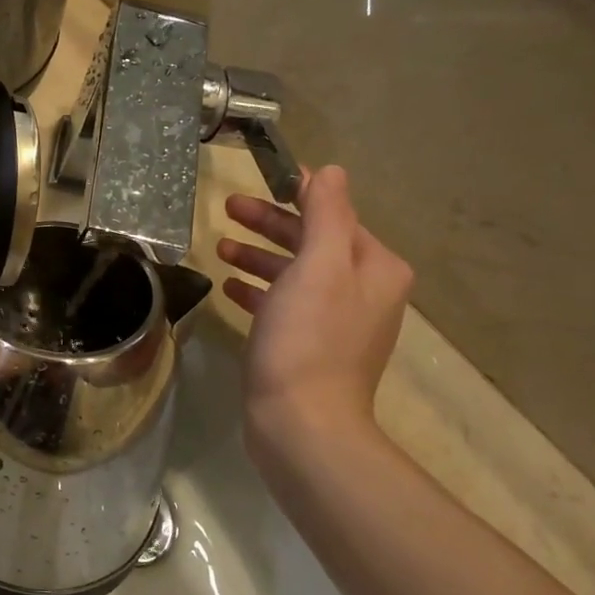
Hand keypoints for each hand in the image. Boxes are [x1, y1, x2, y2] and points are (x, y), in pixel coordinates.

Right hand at [217, 166, 412, 452]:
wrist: (302, 423)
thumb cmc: (308, 338)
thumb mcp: (318, 265)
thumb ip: (326, 214)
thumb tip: (329, 171)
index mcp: (374, 267)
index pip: (334, 213)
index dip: (297, 193)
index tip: (258, 179)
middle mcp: (363, 290)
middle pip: (312, 241)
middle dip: (270, 223)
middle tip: (226, 208)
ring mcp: (336, 321)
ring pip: (294, 272)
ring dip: (258, 255)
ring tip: (220, 247)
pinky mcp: (308, 346)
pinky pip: (282, 304)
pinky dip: (258, 290)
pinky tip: (229, 288)